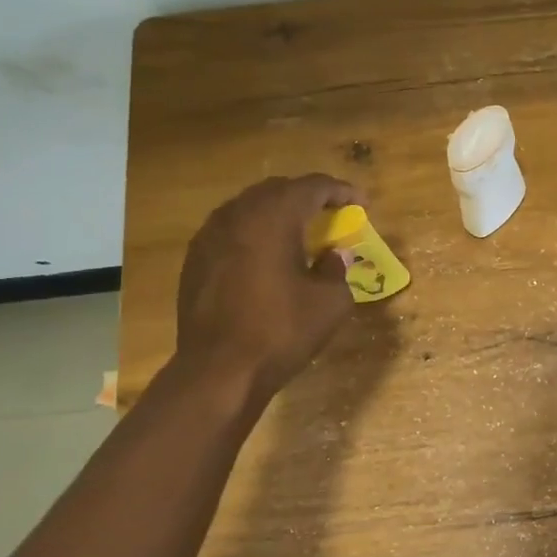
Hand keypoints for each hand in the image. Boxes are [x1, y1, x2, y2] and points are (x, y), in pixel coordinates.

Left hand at [174, 174, 360, 400]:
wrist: (220, 369)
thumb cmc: (282, 331)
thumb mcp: (330, 302)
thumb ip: (336, 269)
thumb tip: (332, 256)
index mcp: (273, 218)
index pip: (312, 187)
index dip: (340, 191)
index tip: (361, 202)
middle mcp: (237, 215)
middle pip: (277, 190)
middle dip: (307, 197)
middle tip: (332, 214)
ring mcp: (209, 236)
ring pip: (249, 208)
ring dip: (278, 214)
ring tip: (300, 232)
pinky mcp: (195, 260)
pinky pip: (231, 231)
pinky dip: (255, 233)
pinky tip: (267, 256)